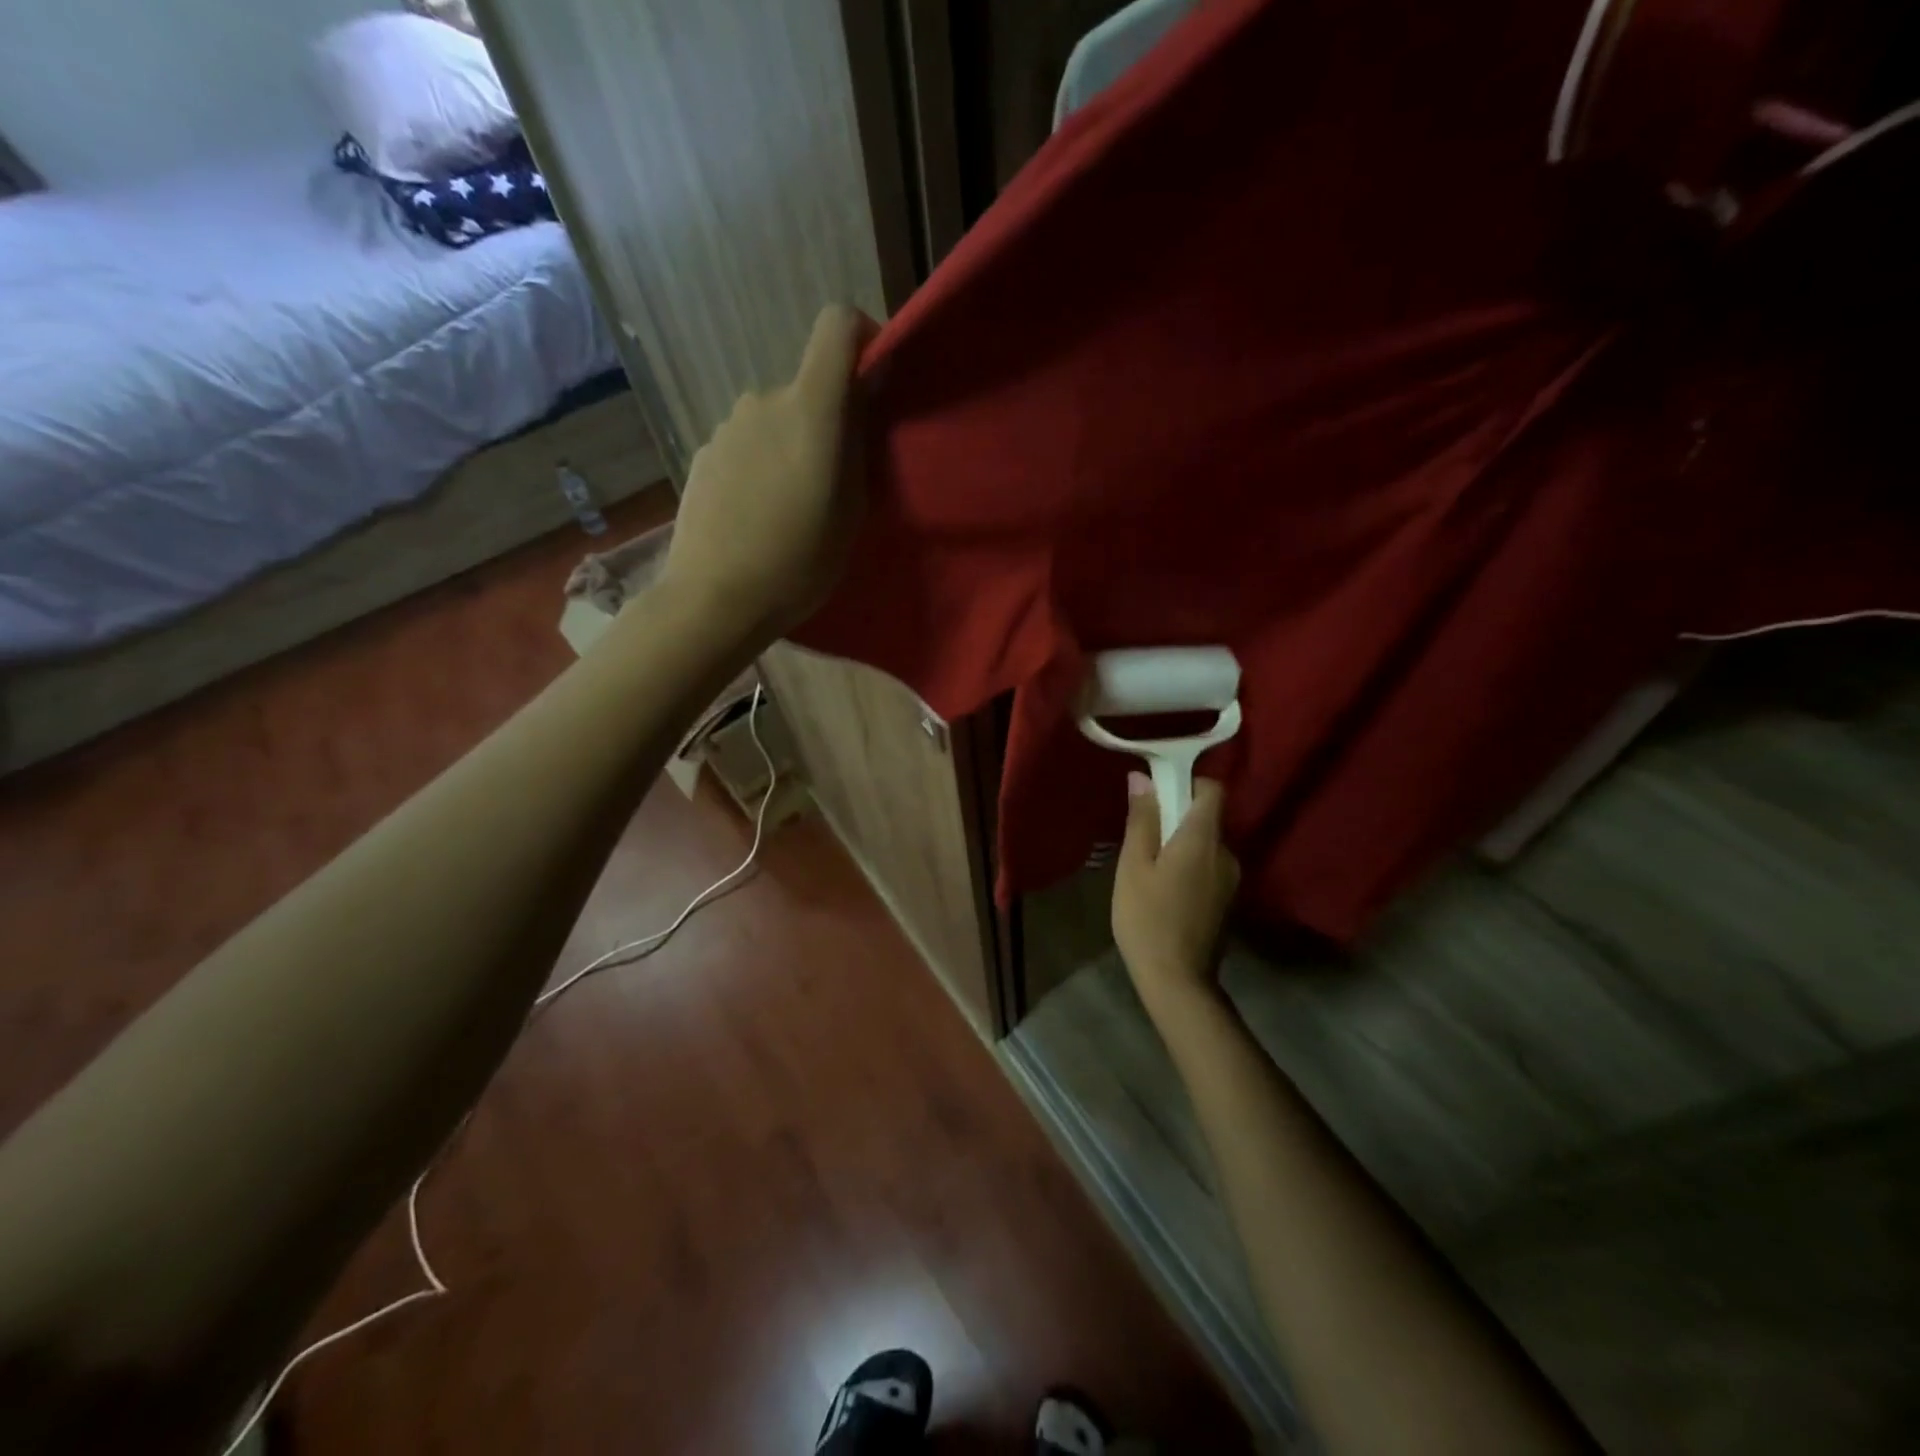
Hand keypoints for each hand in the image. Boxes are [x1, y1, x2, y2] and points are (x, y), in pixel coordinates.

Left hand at [660, 304, 877, 641]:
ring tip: (792, 507)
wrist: (715, 599)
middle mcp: (764, 400)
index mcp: (810, 408)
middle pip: (808, 388)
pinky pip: (746, 445)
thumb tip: (861, 400)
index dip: (862, 337)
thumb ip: (858, 444)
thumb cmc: (798, 561)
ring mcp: (727, 427)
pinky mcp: (704, 454)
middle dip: (828, 421)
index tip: (873, 379)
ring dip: (791, 447)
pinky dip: (760, 466)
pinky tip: (757, 516)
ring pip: (775, 421)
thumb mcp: (852, 510)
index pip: (837, 325)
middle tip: (835, 480)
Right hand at [1112, 774, 1240, 1021]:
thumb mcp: (1134, 865)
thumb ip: (1142, 819)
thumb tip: (1143, 778)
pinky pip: (1208, 866)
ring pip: (1206, 844)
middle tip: (1141, 836)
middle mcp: (1226, 853)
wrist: (1177, 980)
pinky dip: (1188, 865)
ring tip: (1148, 867)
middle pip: (1207, 817)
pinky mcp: (1227, 900)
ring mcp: (1231, 879)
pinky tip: (1164, 890)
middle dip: (1177, 816)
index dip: (1186, 783)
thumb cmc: (1147, 917)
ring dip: (1181, 844)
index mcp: (1203, 839)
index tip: (1156, 795)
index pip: (1212, 790)